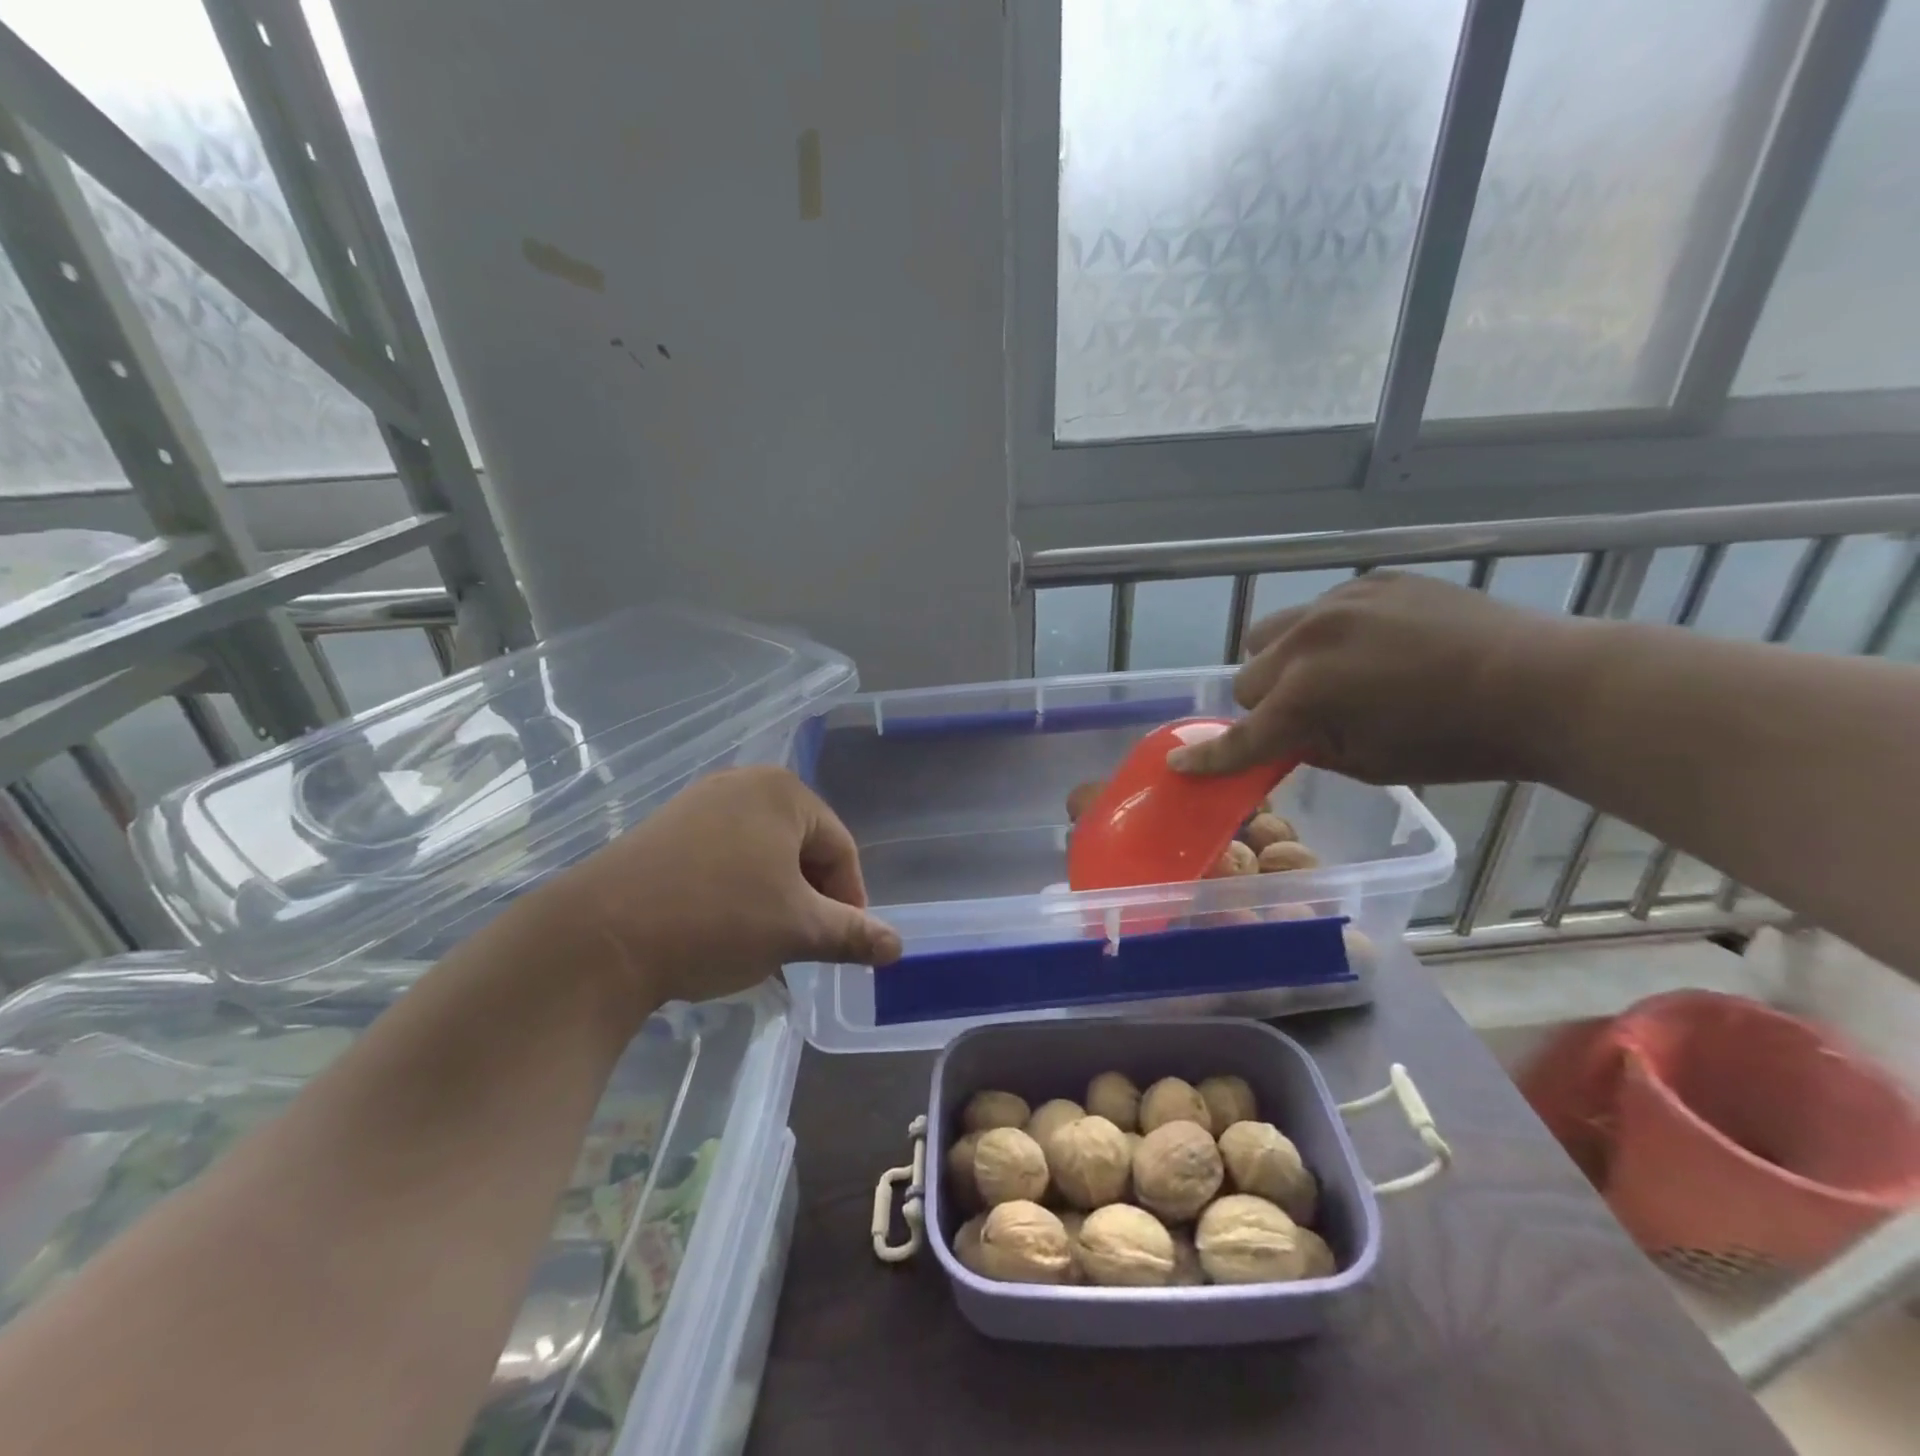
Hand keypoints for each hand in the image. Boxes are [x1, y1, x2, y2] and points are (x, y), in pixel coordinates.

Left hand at [537, 765, 901, 1010]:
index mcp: (784, 792)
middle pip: (801, 847)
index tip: (844, 944)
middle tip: (805, 944)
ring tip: (766, 943)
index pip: (841, 848)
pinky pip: (723, 857)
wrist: (599, 937)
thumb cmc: (717, 919)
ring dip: (776, 898)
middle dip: (810, 898)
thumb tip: (899, 946)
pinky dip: (737, 891)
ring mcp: (698, 803)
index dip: (851, 900)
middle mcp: (742, 784)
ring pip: (762, 855)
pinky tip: (723, 929)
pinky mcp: (664, 829)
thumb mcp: (797, 929)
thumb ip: (854, 934)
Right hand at [1168, 572, 1572, 784]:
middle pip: (1247, 678)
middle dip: (1264, 705)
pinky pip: (1319, 610)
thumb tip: (1281, 733)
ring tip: (1327, 675)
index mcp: (1308, 694)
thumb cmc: (1454, 743)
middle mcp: (1308, 639)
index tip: (1179, 765)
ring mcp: (1339, 603)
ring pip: (1271, 633)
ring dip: (1282, 662)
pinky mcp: (1372, 582)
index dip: (1210, 756)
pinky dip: (1325, 635)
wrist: (1541, 684)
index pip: (1243, 734)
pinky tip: (1370, 648)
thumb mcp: (1366, 765)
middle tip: (1305, 719)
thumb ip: (1306, 746)